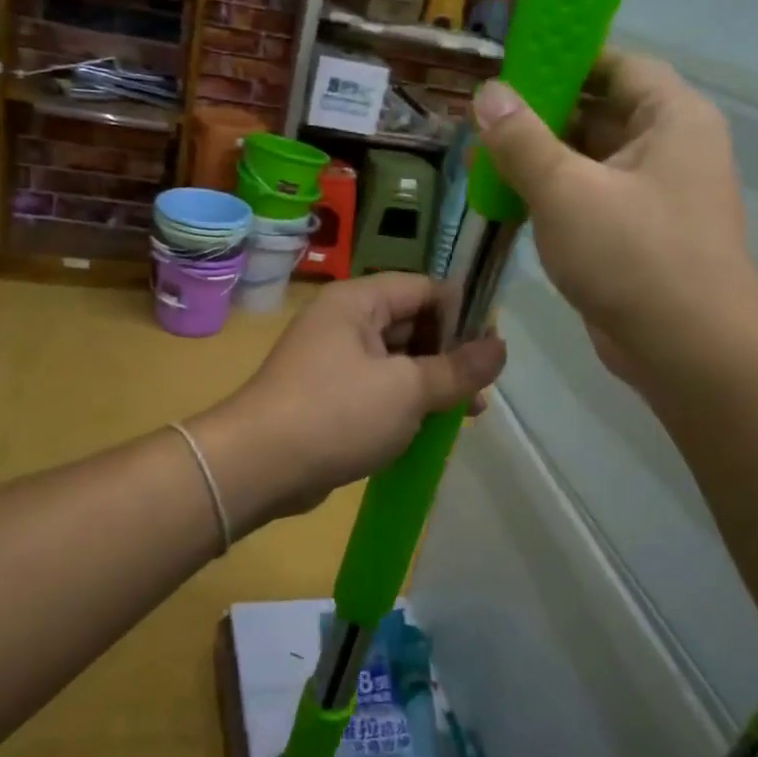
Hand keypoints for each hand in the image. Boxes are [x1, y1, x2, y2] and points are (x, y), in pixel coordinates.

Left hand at [193, 275, 505, 528]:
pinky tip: (429, 428)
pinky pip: (377, 389)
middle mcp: (343, 322)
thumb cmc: (336, 414)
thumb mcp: (408, 389)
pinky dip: (404, 403)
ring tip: (467, 413)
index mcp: (358, 301)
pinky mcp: (327, 396)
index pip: (425, 289)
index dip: (463, 313)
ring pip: (397, 361)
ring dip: (431, 383)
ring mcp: (332, 360)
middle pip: (412, 324)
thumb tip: (500, 347)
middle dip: (450, 355)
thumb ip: (458, 368)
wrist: (257, 467)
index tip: (493, 349)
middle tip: (483, 389)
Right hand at [472, 48, 757, 383]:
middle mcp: (670, 149)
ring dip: (540, 160)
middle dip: (540, 116)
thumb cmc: (633, 256)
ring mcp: (655, 196)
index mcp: (672, 118)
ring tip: (483, 160)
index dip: (565, 60)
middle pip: (600, 113)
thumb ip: (522, 139)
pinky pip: (590, 199)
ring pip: (590, 161)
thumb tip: (487, 92)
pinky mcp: (637, 236)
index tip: (510, 68)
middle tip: (482, 120)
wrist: (687, 351)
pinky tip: (508, 201)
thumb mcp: (566, 191)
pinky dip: (552, 197)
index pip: (617, 65)